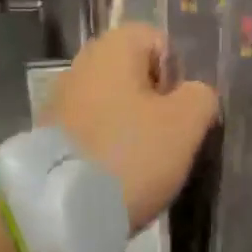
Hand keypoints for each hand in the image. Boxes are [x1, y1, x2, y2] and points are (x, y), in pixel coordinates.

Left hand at [45, 23, 218, 230]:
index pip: (158, 42)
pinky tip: (117, 176)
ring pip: (115, 106)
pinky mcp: (49, 137)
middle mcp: (81, 64)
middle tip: (169, 140)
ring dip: (133, 129)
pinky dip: (109, 148)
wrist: (62, 209)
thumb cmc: (131, 153)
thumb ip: (202, 96)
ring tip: (144, 165)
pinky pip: (94, 132)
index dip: (178, 74)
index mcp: (112, 48)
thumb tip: (194, 94)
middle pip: (136, 76)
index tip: (181, 111)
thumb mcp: (186, 122)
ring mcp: (60, 101)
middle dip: (157, 105)